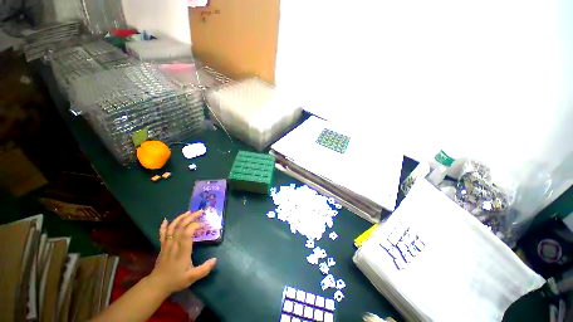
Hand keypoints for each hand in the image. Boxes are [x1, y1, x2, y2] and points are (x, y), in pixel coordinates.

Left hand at [148, 211, 216, 294]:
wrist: (157, 285)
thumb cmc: (176, 280)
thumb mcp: (191, 277)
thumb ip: (204, 269)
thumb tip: (215, 260)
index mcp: (182, 250)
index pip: (187, 233)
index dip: (195, 225)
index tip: (204, 225)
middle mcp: (174, 244)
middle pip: (181, 226)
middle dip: (191, 217)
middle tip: (200, 212)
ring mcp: (167, 244)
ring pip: (172, 227)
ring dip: (180, 218)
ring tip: (188, 212)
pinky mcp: (163, 246)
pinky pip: (162, 234)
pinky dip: (164, 226)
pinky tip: (166, 220)